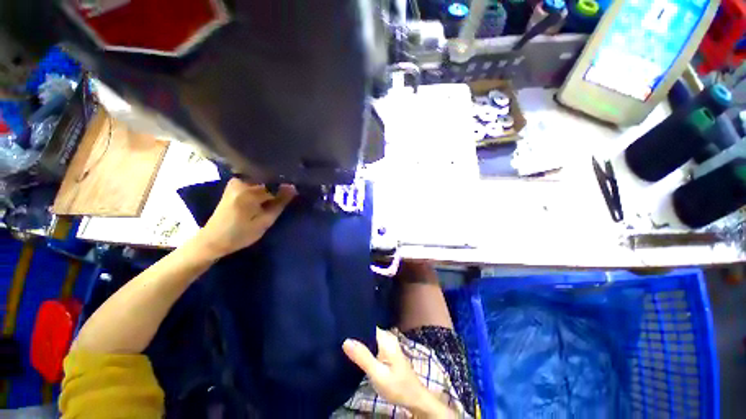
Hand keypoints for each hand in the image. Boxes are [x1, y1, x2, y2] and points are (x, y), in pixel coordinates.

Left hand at [198, 178, 295, 258]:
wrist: (213, 239)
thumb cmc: (240, 234)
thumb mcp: (265, 221)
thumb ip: (280, 203)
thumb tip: (293, 187)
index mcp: (249, 191)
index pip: (275, 184)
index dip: (286, 189)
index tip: (294, 193)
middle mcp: (241, 182)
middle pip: (268, 180)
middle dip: (278, 187)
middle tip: (287, 197)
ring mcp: (236, 182)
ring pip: (262, 181)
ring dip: (271, 188)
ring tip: (277, 198)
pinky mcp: (234, 185)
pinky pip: (254, 183)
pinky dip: (262, 188)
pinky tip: (266, 197)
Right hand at [343, 328, 453, 417]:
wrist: (413, 398)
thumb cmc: (397, 386)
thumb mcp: (378, 374)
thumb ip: (363, 357)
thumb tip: (346, 341)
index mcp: (385, 338)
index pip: (367, 324)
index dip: (354, 325)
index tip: (340, 327)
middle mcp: (387, 337)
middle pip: (367, 330)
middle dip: (355, 334)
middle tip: (338, 337)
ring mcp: (387, 344)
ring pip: (369, 338)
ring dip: (359, 342)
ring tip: (342, 343)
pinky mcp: (386, 351)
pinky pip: (372, 344)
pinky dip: (364, 348)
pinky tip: (354, 352)